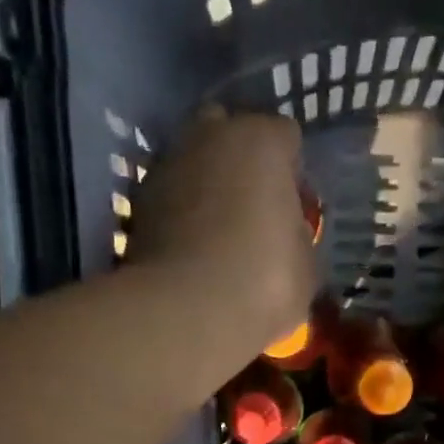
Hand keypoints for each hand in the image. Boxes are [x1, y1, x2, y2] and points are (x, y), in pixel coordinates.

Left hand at [127, 109, 318, 385]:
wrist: (187, 311)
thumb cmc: (265, 281)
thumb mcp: (306, 264)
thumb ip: (297, 233)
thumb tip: (286, 232)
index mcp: (261, 140)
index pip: (285, 137)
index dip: (291, 172)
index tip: (292, 206)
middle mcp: (210, 136)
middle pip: (229, 133)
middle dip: (241, 162)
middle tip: (253, 209)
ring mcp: (167, 165)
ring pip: (193, 162)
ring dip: (206, 186)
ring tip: (218, 233)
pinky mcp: (138, 201)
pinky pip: (169, 197)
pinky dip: (179, 214)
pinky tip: (190, 249)